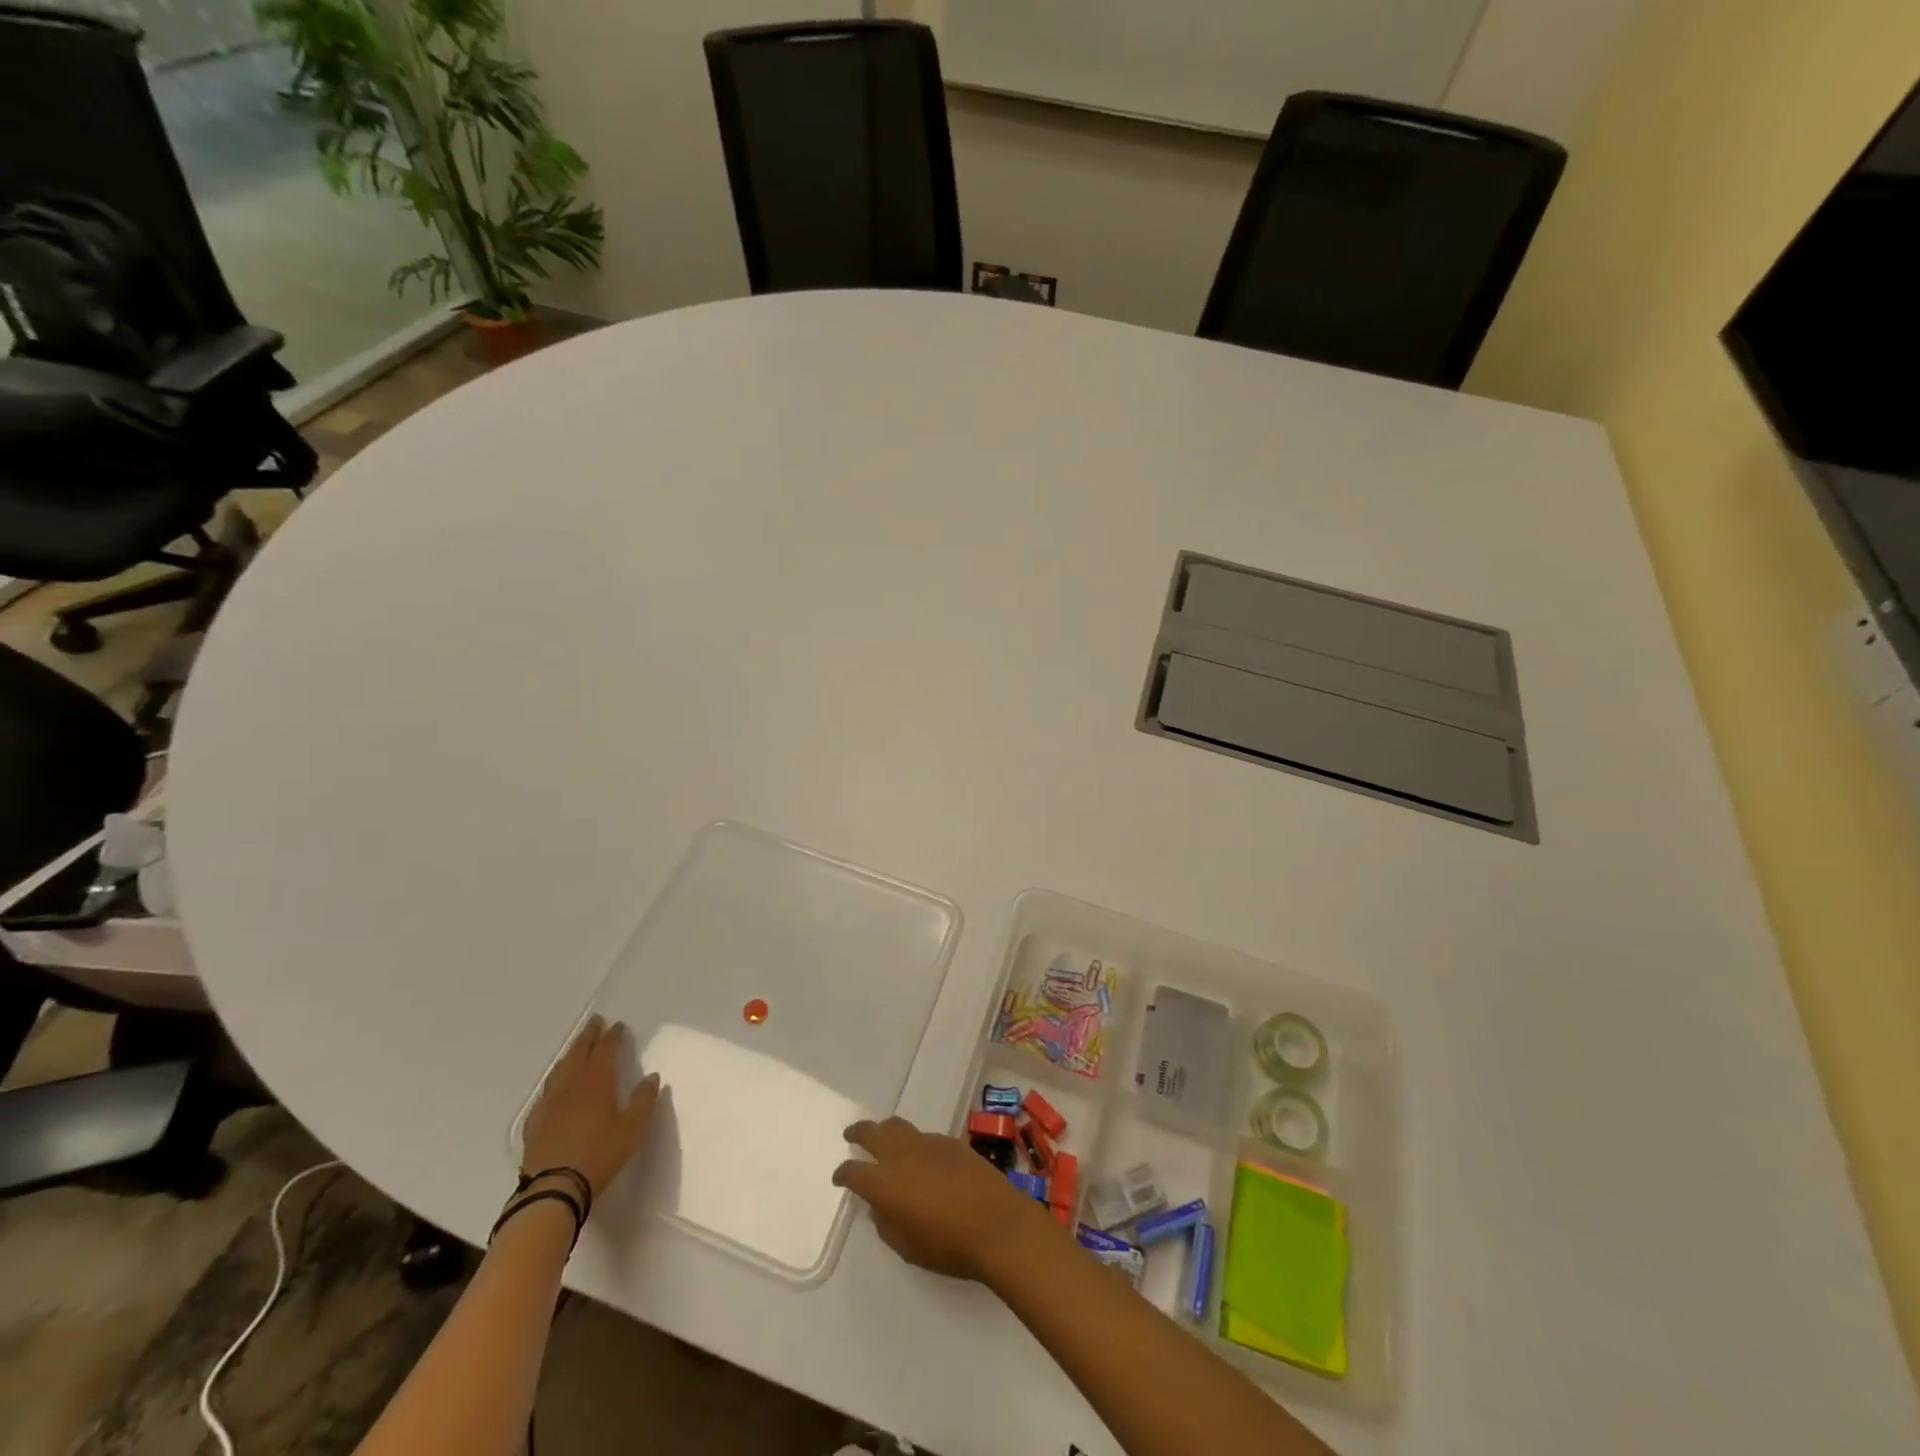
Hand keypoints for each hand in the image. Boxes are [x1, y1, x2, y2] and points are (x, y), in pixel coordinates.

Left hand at [521, 1015, 661, 1201]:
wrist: (554, 1189)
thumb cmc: (600, 1155)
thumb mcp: (633, 1129)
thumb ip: (643, 1100)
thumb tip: (652, 1077)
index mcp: (597, 1082)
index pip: (605, 1050)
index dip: (612, 1036)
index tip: (618, 1025)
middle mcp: (572, 1086)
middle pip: (579, 1053)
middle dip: (588, 1036)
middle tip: (595, 1022)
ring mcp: (550, 1103)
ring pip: (560, 1070)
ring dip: (570, 1054)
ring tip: (576, 1047)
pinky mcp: (535, 1122)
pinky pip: (545, 1092)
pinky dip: (554, 1081)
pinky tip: (555, 1087)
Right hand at [832, 1116, 1055, 1282]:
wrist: (996, 1224)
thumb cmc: (948, 1245)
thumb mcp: (907, 1247)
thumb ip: (887, 1223)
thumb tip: (880, 1206)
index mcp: (884, 1182)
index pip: (854, 1171)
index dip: (844, 1174)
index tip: (840, 1177)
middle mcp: (902, 1154)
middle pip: (873, 1132)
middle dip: (859, 1132)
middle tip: (851, 1135)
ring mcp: (928, 1143)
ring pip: (899, 1127)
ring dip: (887, 1132)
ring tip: (884, 1139)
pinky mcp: (951, 1142)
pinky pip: (924, 1137)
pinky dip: (914, 1143)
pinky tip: (922, 1158)